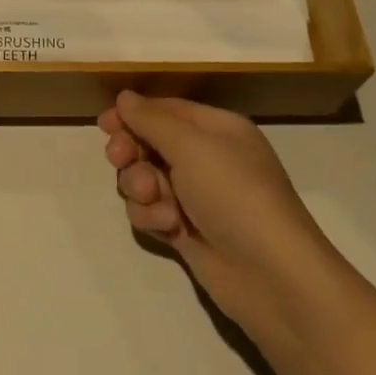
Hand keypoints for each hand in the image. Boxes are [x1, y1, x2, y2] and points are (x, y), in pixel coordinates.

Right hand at [98, 92, 331, 343]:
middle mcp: (206, 158)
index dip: (133, 114)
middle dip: (132, 151)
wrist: (271, 276)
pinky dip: (152, 216)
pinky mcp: (186, 231)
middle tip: (121, 158)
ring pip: (144, 179)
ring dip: (140, 186)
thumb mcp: (192, 145)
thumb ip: (151, 119)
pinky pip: (151, 212)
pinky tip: (168, 226)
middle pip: (149, 143)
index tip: (104, 124)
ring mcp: (195, 197)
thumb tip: (124, 97)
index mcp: (216, 129)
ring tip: (154, 199)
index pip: (165, 110)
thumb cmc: (234, 194)